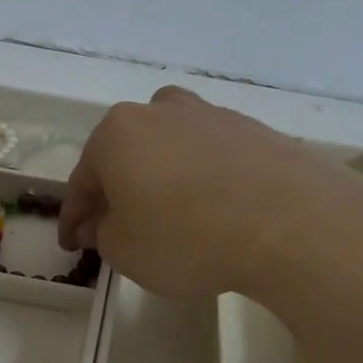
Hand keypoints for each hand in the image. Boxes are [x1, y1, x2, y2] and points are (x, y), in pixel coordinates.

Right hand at [59, 86, 362, 301]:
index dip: (73, 218)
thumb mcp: (124, 251)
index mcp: (117, 133)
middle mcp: (159, 111)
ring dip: (158, 181)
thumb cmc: (187, 237)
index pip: (82, 181)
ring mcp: (210, 115)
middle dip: (115, 193)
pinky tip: (210, 210)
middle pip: (124, 157)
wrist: (291, 223)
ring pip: (168, 151)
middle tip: (114, 229)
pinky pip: (209, 158)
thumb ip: (102, 234)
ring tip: (166, 217)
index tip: (70, 244)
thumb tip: (103, 222)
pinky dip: (199, 180)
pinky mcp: (253, 129)